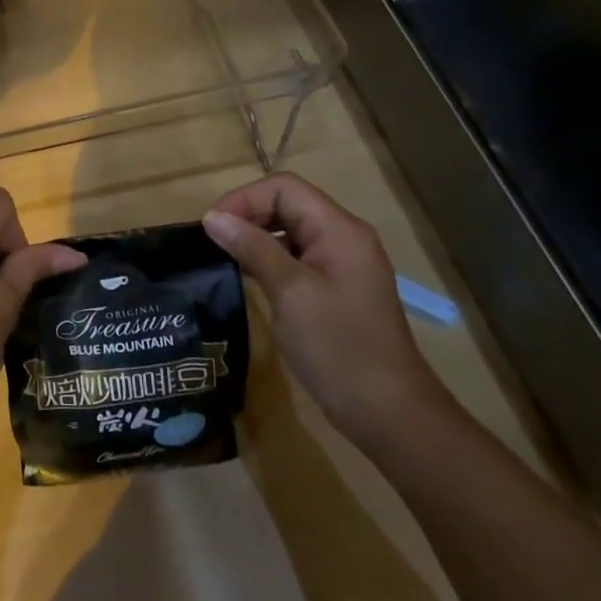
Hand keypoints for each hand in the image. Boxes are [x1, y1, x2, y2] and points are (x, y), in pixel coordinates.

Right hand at [202, 173, 447, 444]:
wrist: (388, 412)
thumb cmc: (338, 346)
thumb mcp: (290, 292)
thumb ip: (252, 248)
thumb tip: (212, 218)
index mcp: (339, 230)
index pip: (284, 188)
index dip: (243, 198)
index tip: (211, 227)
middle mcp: (343, 238)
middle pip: (287, 204)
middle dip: (247, 215)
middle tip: (213, 243)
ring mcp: (342, 264)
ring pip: (290, 231)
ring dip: (255, 237)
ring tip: (224, 258)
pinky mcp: (336, 289)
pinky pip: (296, 257)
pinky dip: (269, 259)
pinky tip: (248, 279)